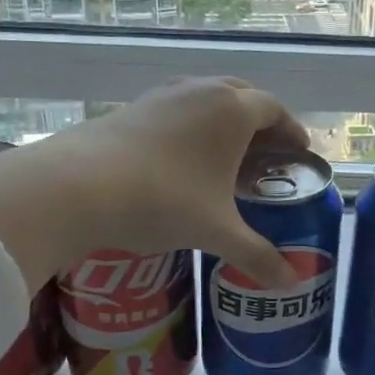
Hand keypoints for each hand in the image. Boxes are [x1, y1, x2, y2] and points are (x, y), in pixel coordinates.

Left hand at [0, 78, 306, 292]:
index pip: (275, 109)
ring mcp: (162, 95)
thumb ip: (257, 255)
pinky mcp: (131, 107)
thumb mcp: (216, 232)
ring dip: (221, 120)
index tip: (298, 152)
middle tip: (265, 154)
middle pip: (241, 95)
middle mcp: (201, 91)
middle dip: (259, 121)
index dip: (291, 130)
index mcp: (232, 110)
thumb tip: (290, 283)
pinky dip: (189, 126)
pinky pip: (174, 108)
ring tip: (223, 156)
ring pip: (204, 97)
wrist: (77, 186)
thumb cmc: (163, 201)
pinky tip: (179, 158)